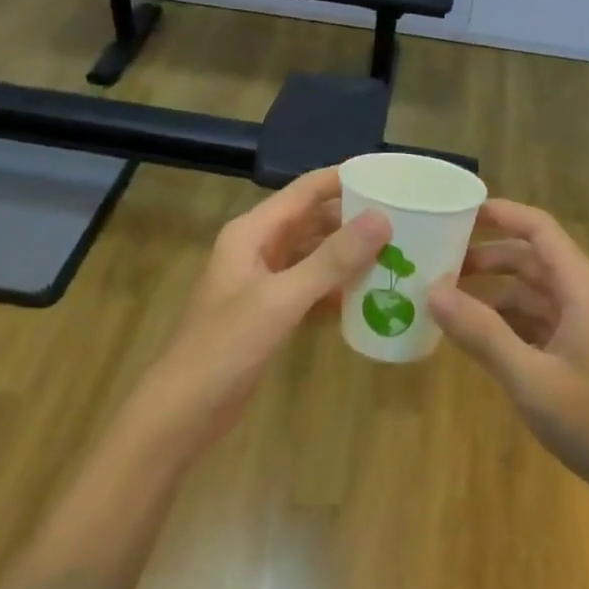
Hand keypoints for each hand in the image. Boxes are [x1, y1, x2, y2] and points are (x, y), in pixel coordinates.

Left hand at [131, 168, 389, 456]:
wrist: (185, 410)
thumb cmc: (226, 346)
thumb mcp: (282, 299)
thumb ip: (332, 260)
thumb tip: (382, 218)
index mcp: (252, 232)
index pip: (305, 191)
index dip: (345, 179)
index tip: (390, 178)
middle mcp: (257, 248)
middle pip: (312, 220)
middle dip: (353, 218)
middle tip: (404, 219)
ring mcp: (263, 281)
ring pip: (314, 254)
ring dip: (348, 254)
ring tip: (396, 251)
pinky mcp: (270, 311)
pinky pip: (310, 286)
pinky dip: (336, 287)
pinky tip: (369, 293)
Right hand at [428, 200, 588, 505]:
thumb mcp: (532, 379)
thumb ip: (482, 334)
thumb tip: (433, 292)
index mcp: (583, 288)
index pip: (539, 229)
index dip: (500, 214)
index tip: (456, 212)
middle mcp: (588, 297)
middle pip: (533, 260)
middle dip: (487, 258)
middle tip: (436, 264)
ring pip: (535, 294)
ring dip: (494, 294)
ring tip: (446, 302)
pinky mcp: (586, 354)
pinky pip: (541, 323)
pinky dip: (508, 323)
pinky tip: (477, 337)